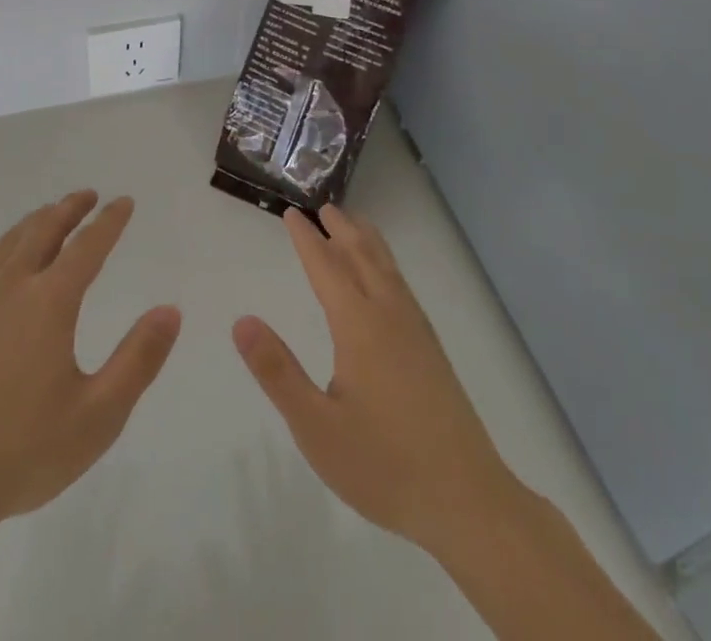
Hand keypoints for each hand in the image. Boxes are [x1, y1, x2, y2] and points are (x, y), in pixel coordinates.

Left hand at [0, 191, 181, 533]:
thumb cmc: (23, 451)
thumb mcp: (99, 415)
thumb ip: (139, 359)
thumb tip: (170, 310)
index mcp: (49, 302)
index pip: (87, 246)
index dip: (109, 221)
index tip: (124, 202)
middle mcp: (11, 285)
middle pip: (44, 230)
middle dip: (69, 208)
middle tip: (88, 195)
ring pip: (10, 241)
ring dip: (37, 221)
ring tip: (51, 215)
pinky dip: (5, 246)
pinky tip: (4, 259)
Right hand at [233, 206, 513, 554]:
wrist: (469, 503)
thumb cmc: (384, 465)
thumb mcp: (316, 427)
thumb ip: (277, 372)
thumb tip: (241, 320)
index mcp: (359, 326)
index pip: (326, 268)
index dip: (307, 240)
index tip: (291, 213)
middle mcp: (389, 317)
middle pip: (362, 257)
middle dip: (341, 230)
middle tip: (324, 206)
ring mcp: (417, 333)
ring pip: (388, 270)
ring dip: (368, 242)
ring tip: (356, 224)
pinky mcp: (433, 353)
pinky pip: (403, 288)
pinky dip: (388, 266)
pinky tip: (388, 281)